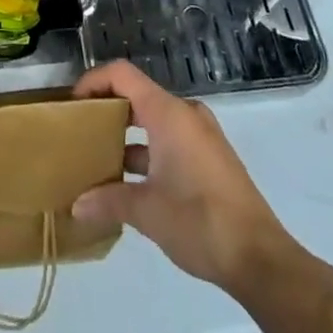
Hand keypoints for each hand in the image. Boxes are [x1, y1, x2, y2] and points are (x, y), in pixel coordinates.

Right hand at [71, 60, 313, 300]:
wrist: (260, 258)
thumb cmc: (200, 221)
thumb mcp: (147, 212)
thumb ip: (108, 201)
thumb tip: (75, 206)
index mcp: (168, 113)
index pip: (122, 74)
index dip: (93, 81)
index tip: (72, 105)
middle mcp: (185, 114)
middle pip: (137, 95)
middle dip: (107, 110)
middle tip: (81, 132)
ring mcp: (201, 136)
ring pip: (154, 121)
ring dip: (127, 136)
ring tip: (99, 161)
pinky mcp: (210, 158)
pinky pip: (170, 140)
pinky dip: (148, 152)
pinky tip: (130, 186)